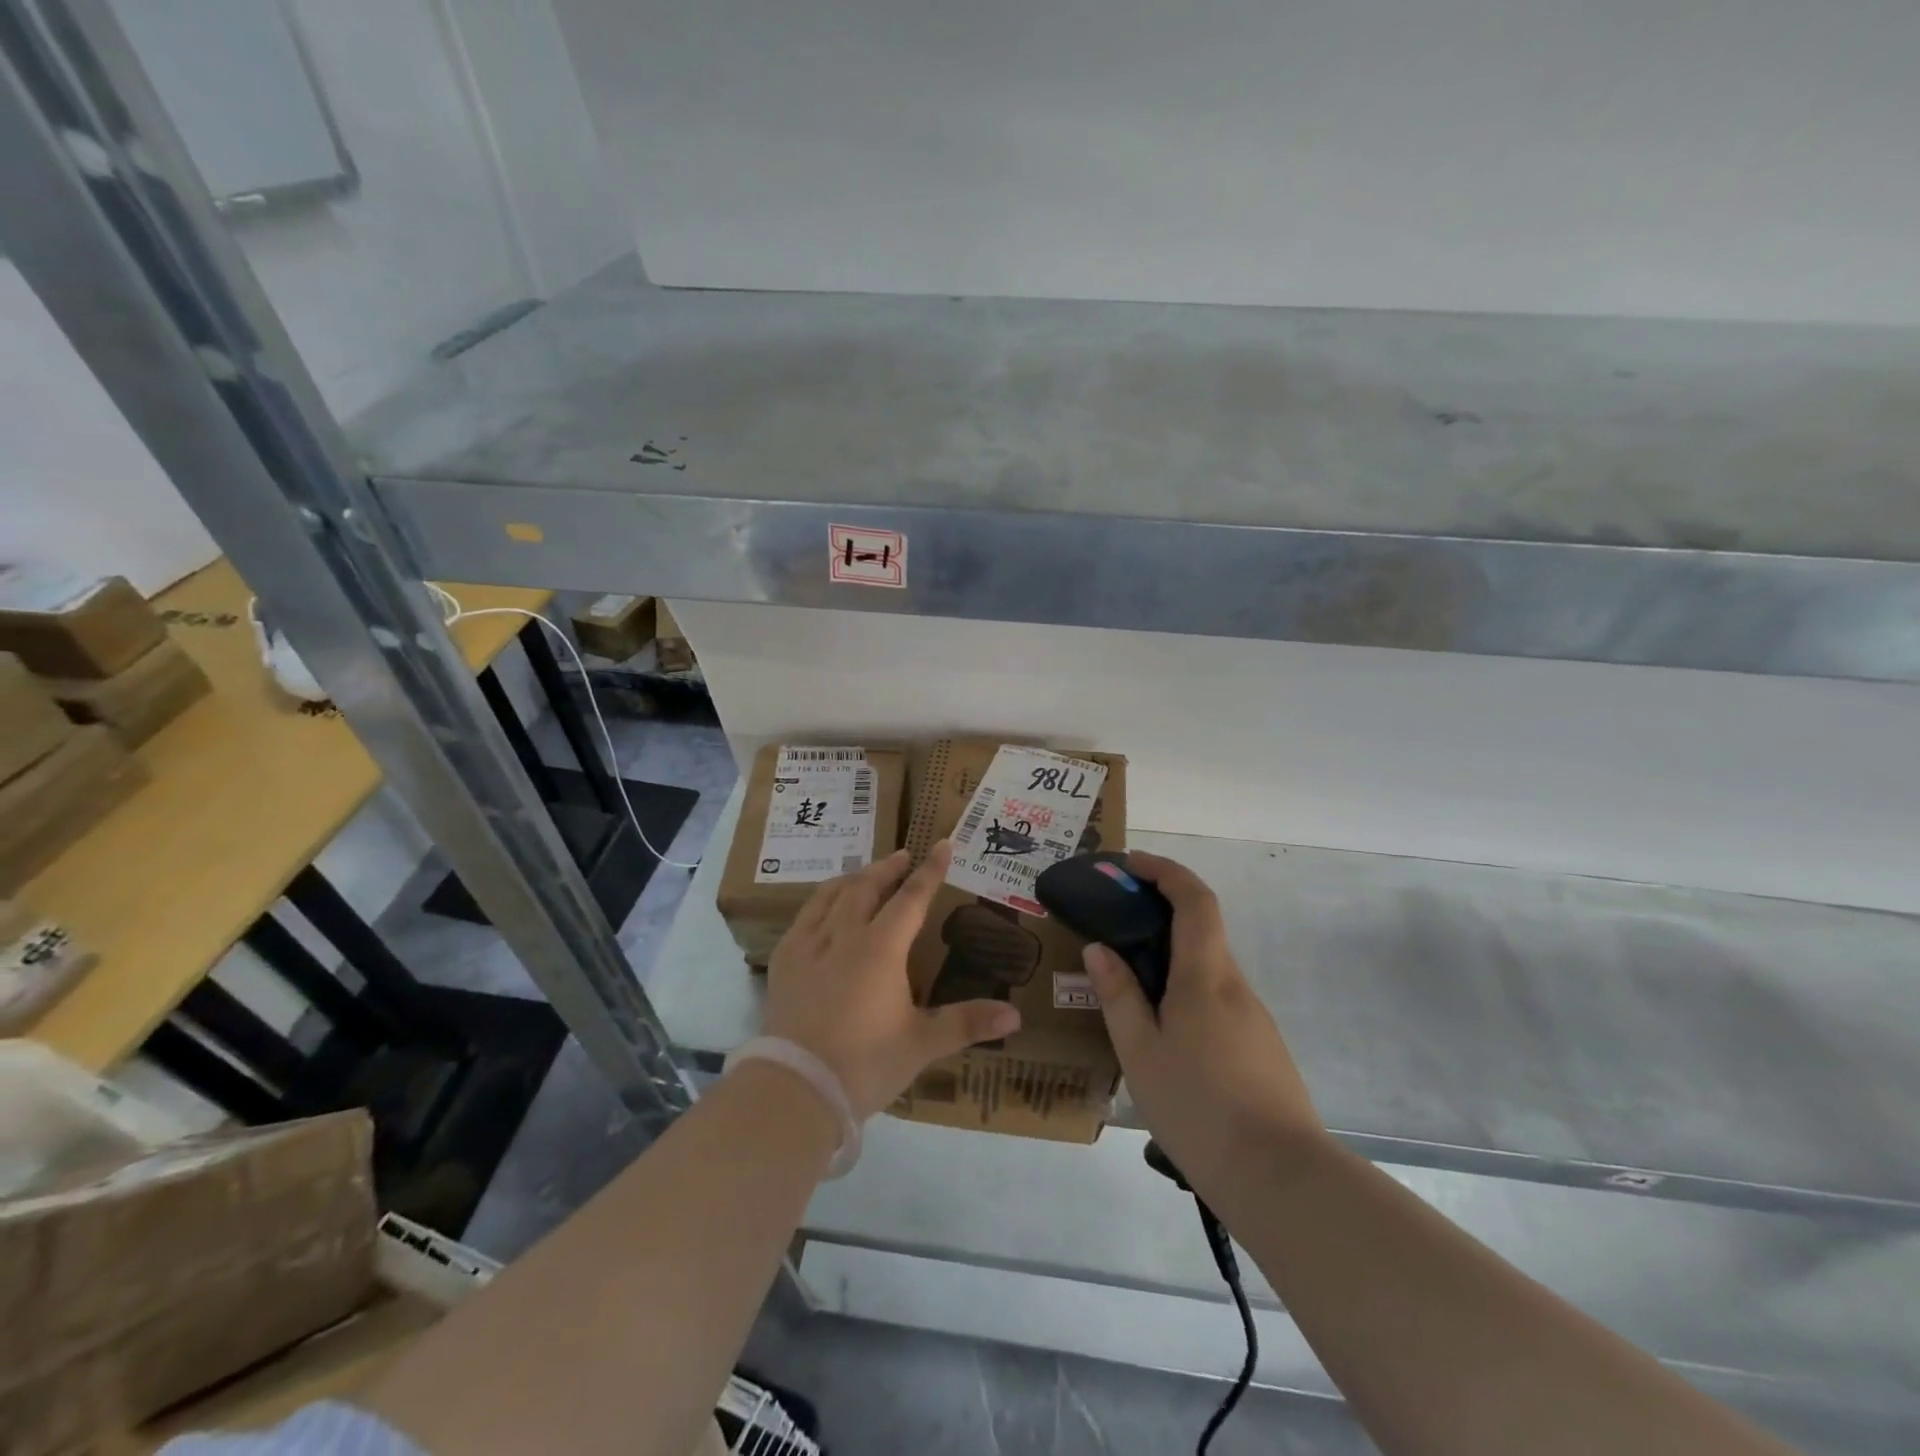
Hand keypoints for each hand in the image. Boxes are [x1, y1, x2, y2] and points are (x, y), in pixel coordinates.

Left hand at [765, 841, 1021, 1119]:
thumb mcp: (922, 1044)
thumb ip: (967, 1023)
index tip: (942, 844)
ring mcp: (808, 946)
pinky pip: (803, 917)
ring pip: (832, 895)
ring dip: (853, 879)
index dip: (930, 871)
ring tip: (865, 873)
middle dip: (888, 867)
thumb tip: (1016, 1014)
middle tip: (903, 855)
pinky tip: (823, 910)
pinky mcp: (782, 963)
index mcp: (881, 948)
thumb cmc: (865, 1064)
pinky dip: (821, 902)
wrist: (796, 1089)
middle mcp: (844, 935)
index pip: (911, 898)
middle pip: (867, 886)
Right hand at [1082, 850, 1324, 1190]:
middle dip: (1159, 912)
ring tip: (1127, 988)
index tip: (1130, 864)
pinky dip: (1186, 990)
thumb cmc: (1199, 1109)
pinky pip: (1217, 999)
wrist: (1281, 1180)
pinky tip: (1163, 1033)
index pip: (1194, 899)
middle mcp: (1235, 985)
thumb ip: (1119, 996)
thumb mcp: (1141, 1053)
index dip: (1165, 870)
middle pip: (1201, 928)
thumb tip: (1099, 949)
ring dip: (1170, 957)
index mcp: (1205, 976)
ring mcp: (1254, 1017)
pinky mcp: (1261, 1046)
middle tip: (1113, 925)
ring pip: (1208, 968)